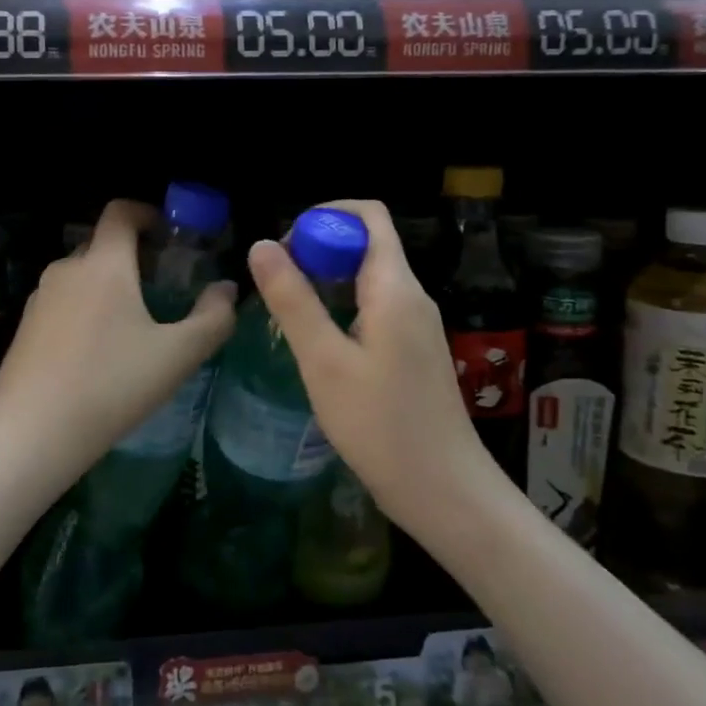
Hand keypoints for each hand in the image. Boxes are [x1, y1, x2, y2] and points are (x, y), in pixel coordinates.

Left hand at [0, 199, 236, 482]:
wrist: (32, 432)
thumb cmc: (112, 385)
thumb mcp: (177, 356)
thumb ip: (212, 318)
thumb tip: (227, 289)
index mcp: (104, 264)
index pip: (120, 212)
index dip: (146, 213)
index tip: (167, 234)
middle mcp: (67, 269)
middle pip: (101, 244)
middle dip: (131, 256)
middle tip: (160, 287)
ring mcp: (39, 298)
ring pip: (80, 277)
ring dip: (106, 286)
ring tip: (131, 326)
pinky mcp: (24, 327)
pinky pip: (62, 304)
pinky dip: (83, 311)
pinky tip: (96, 354)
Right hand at [246, 200, 495, 524]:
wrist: (443, 490)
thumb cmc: (380, 425)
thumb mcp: (324, 361)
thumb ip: (293, 300)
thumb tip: (262, 244)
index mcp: (395, 287)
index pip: (369, 215)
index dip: (325, 215)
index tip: (286, 246)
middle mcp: (411, 296)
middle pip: (366, 243)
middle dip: (319, 249)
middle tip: (276, 283)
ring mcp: (416, 325)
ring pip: (368, 278)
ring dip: (326, 280)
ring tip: (286, 312)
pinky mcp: (413, 351)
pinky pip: (375, 308)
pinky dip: (341, 308)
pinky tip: (316, 343)